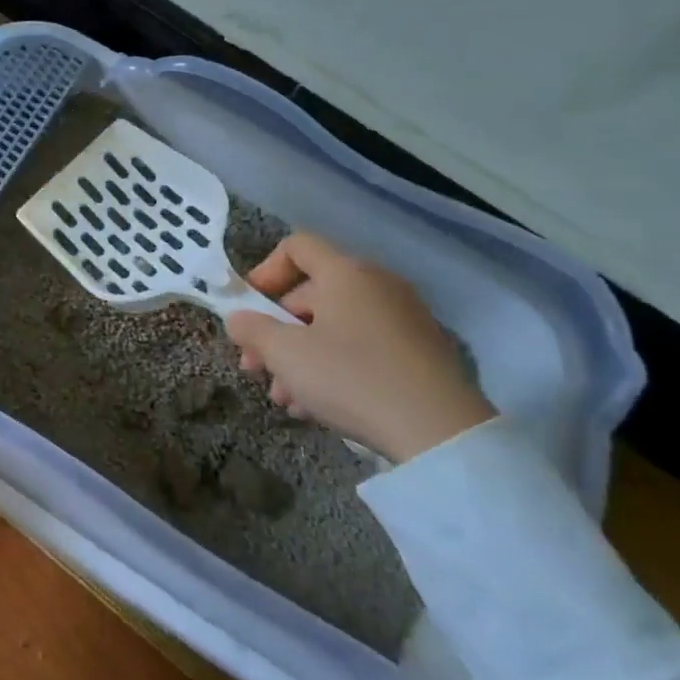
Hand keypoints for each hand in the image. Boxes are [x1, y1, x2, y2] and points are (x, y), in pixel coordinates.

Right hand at [225, 230, 493, 463]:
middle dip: (277, 331)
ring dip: (301, 357)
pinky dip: (334, 366)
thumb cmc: (351, 377)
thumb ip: (252, 329)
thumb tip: (238, 318)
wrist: (440, 432)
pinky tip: (317, 407)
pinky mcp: (420, 353)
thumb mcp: (286, 354)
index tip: (248, 308)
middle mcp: (377, 285)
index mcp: (346, 272)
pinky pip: (363, 347)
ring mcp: (403, 318)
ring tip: (284, 399)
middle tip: (256, 368)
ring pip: (335, 327)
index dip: (264, 271)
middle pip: (311, 294)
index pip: (297, 247)